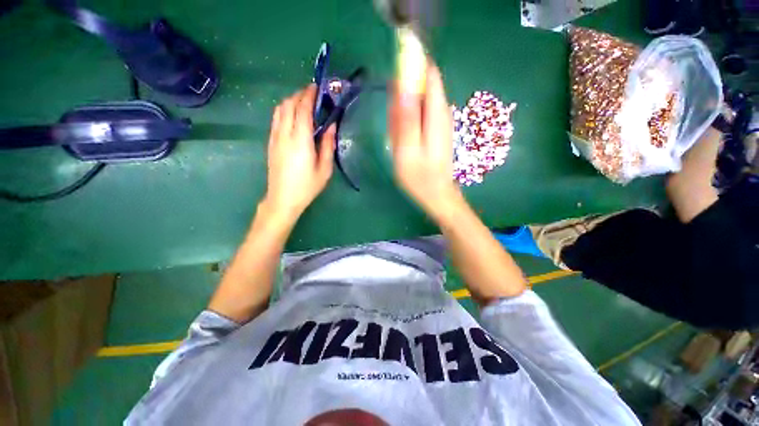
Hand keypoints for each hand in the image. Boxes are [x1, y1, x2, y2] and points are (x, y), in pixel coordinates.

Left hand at [263, 84, 334, 219]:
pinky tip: (292, 116)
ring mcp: (275, 137)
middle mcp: (285, 134)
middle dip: (299, 95)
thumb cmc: (307, 186)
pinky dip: (284, 111)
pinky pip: (275, 119)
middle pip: (288, 105)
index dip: (308, 95)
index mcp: (301, 140)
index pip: (302, 110)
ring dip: (290, 101)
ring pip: (279, 110)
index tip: (316, 87)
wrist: (283, 198)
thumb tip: (332, 126)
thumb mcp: (324, 168)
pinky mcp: (271, 142)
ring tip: (303, 103)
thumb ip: (328, 145)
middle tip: (312, 94)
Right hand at [389, 63, 461, 217]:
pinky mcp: (436, 130)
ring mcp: (441, 122)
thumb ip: (406, 119)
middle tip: (393, 124)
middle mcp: (442, 113)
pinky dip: (408, 122)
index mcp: (437, 114)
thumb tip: (403, 86)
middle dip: (404, 96)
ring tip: (397, 137)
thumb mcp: (408, 151)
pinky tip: (403, 140)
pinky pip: (420, 116)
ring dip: (404, 112)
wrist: (438, 196)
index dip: (412, 67)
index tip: (394, 78)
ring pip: (420, 102)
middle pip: (423, 87)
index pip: (429, 73)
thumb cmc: (421, 178)